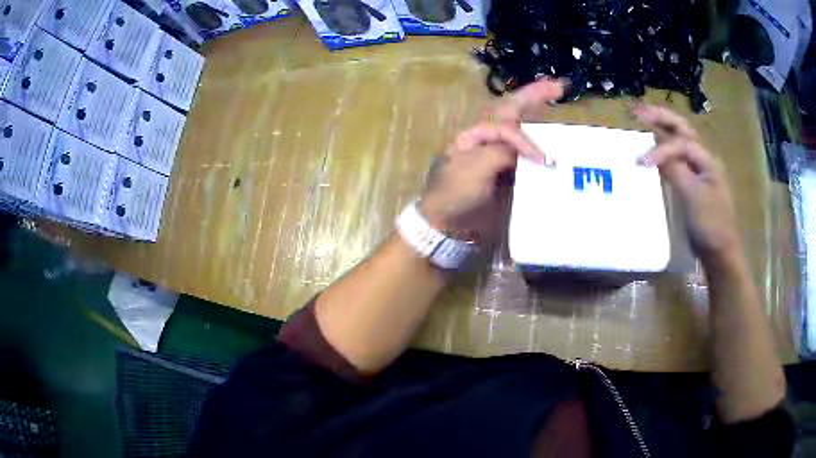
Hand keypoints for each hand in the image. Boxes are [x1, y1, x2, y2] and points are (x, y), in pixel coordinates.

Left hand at [420, 78, 564, 242]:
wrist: (448, 224)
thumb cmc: (454, 195)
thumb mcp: (472, 171)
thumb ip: (499, 154)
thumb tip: (529, 154)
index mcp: (475, 134)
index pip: (506, 127)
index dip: (526, 140)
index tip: (542, 160)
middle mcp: (488, 137)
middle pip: (512, 109)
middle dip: (534, 95)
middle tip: (558, 86)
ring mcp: (498, 152)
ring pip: (519, 122)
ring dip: (536, 107)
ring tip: (556, 93)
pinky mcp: (508, 169)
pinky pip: (525, 146)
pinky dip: (539, 135)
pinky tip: (552, 132)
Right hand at [634, 104, 740, 263]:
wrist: (720, 254)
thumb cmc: (710, 225)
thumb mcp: (693, 197)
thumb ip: (675, 171)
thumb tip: (653, 154)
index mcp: (707, 160)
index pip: (680, 144)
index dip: (660, 149)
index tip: (640, 163)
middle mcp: (704, 161)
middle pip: (682, 131)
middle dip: (661, 119)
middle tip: (638, 112)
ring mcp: (700, 174)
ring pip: (681, 144)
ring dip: (664, 131)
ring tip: (645, 123)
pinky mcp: (694, 187)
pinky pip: (679, 162)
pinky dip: (666, 152)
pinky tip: (657, 154)